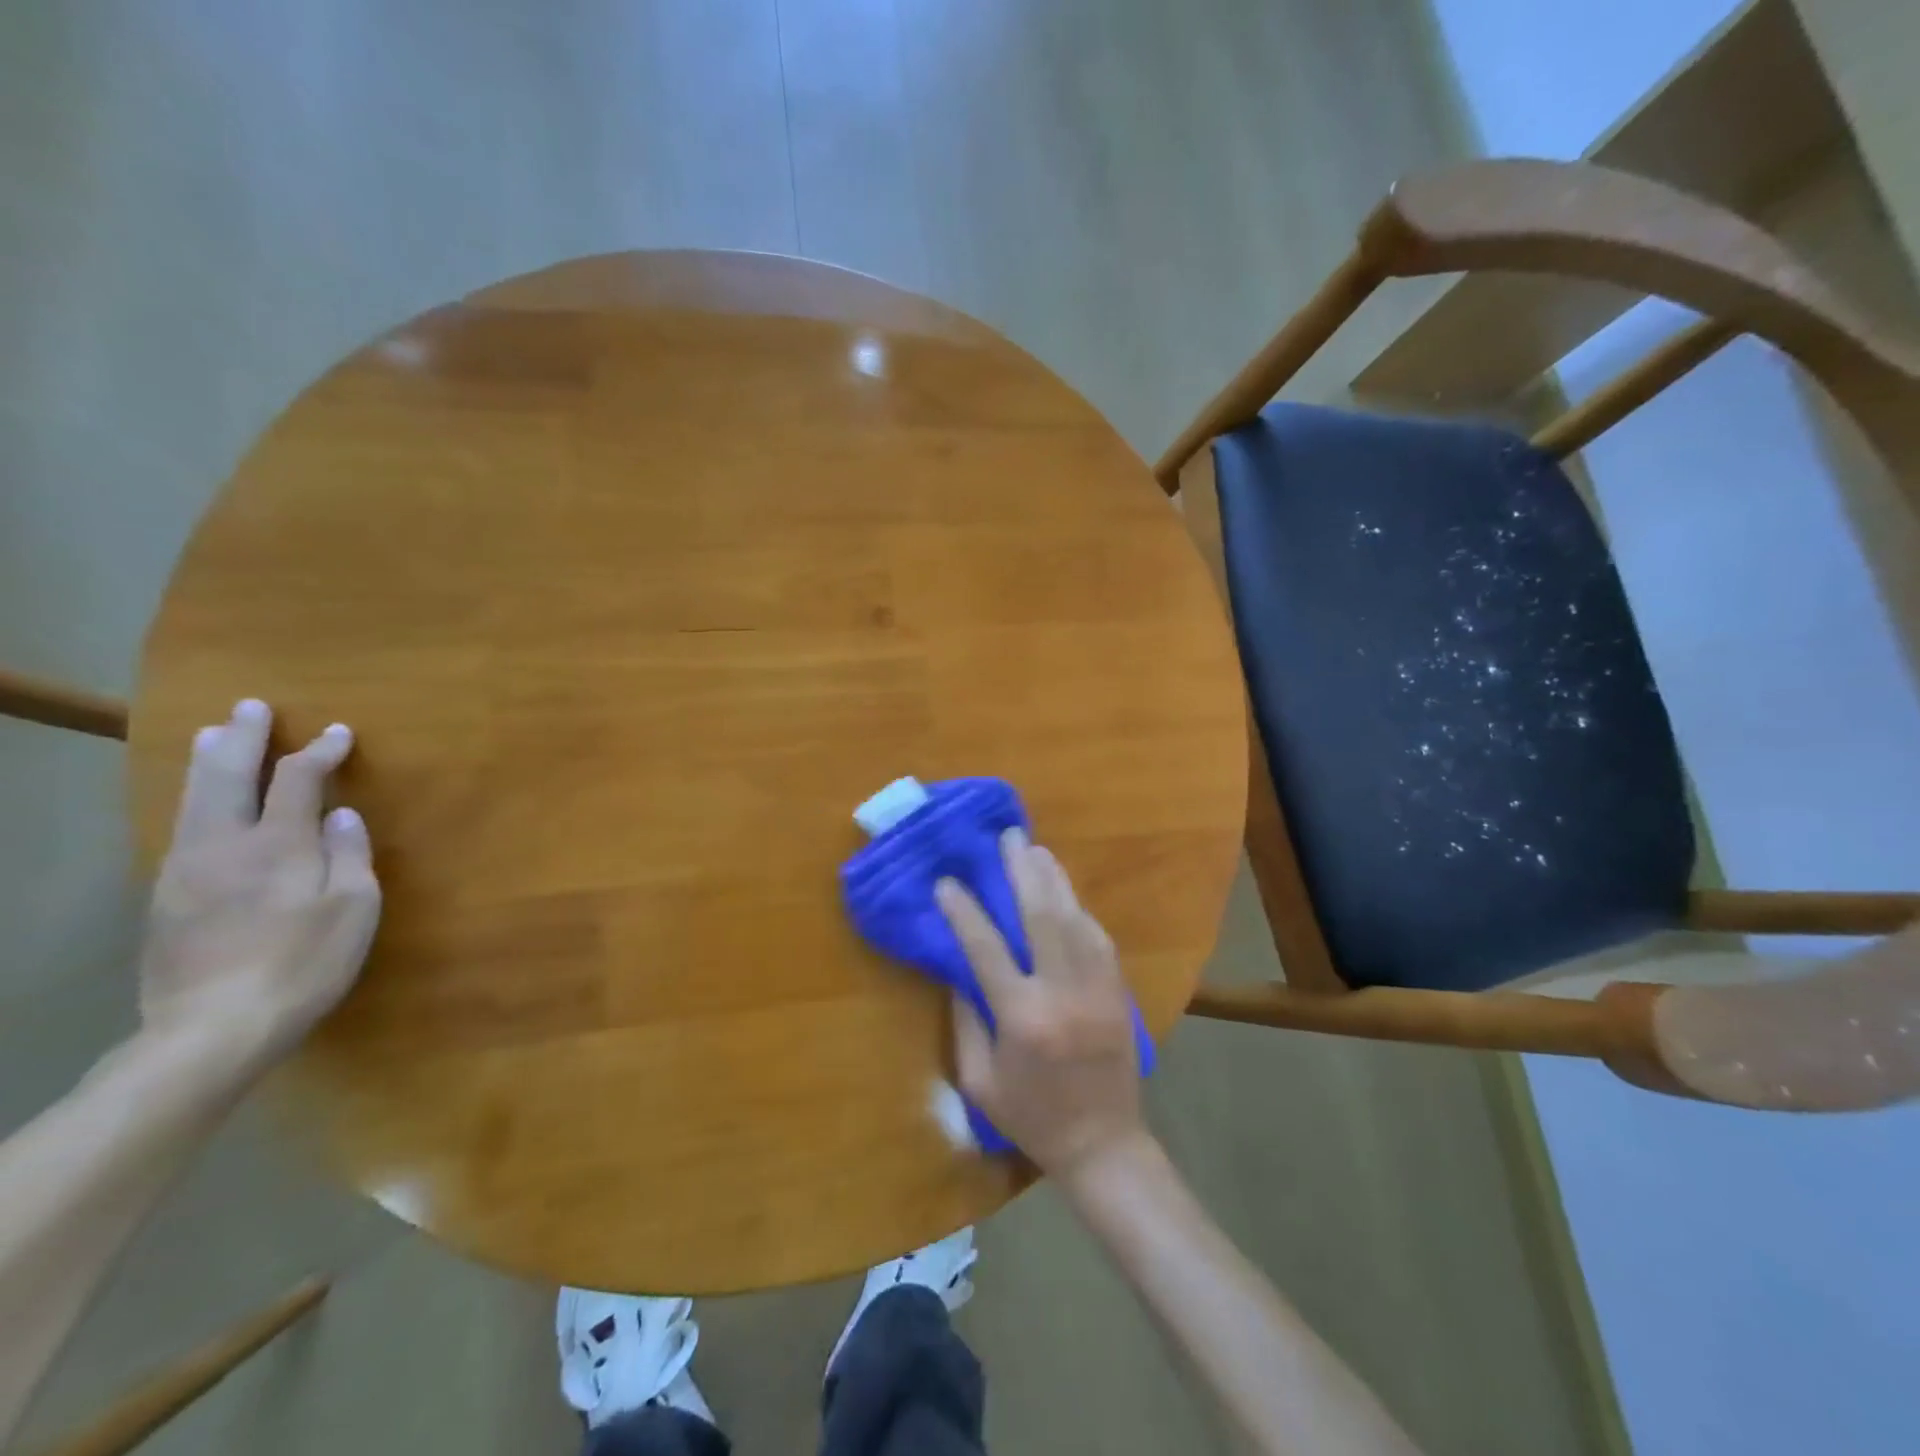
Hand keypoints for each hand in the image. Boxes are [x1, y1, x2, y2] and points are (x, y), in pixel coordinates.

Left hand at [138, 698, 380, 1073]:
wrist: (213, 1027)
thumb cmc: (304, 962)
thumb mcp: (353, 908)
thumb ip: (348, 855)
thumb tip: (342, 815)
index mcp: (276, 844)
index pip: (297, 780)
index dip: (320, 752)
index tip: (340, 733)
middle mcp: (223, 845)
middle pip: (227, 776)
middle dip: (243, 738)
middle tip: (251, 707)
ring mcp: (185, 869)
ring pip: (192, 798)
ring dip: (206, 760)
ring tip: (213, 734)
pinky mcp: (165, 897)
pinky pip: (181, 828)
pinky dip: (193, 798)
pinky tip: (200, 801)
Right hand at [936, 828, 1150, 1178]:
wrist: (1103, 1145)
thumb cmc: (1031, 1118)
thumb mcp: (980, 1081)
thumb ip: (965, 1021)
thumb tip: (958, 968)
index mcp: (1022, 1017)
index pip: (986, 948)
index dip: (964, 910)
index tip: (946, 882)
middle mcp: (1062, 992)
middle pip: (1041, 916)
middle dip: (1022, 871)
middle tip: (1009, 837)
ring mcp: (1097, 988)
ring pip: (1075, 918)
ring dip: (1054, 879)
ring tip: (1036, 849)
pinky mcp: (1117, 991)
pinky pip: (1098, 937)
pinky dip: (1079, 908)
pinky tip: (1065, 891)